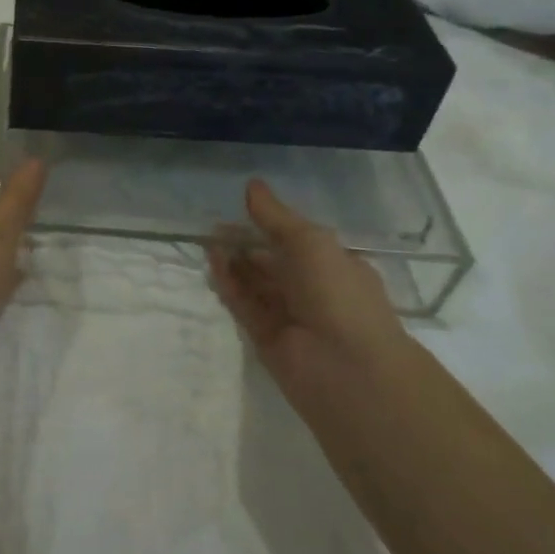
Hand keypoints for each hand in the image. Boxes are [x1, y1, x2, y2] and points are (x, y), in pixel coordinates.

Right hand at [209, 179, 407, 392]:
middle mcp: (313, 290)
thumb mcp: (310, 241)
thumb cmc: (337, 293)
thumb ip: (276, 217)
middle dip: (245, 244)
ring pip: (256, 284)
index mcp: (334, 266)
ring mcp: (289, 316)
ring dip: (234, 264)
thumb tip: (251, 186)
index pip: (298, 242)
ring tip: (208, 244)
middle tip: (214, 229)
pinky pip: (245, 306)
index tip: (240, 211)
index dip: (269, 226)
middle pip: (272, 263)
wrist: (346, 367)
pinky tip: (213, 266)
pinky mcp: (266, 338)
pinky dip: (230, 286)